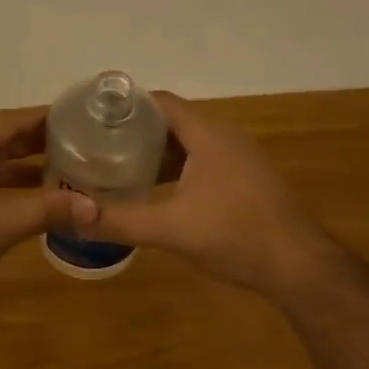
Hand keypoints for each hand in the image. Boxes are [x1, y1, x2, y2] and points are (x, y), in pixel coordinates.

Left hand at [0, 108, 86, 323]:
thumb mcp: (3, 225)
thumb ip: (50, 210)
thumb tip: (95, 208)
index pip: (5, 122)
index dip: (41, 120)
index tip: (74, 119)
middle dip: (31, 146)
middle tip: (74, 146)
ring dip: (15, 171)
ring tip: (57, 174)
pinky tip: (24, 202)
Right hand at [70, 92, 335, 295]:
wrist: (297, 265)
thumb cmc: (235, 236)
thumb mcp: (170, 229)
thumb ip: (120, 221)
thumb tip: (71, 218)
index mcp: (207, 135)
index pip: (160, 102)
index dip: (125, 106)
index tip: (92, 119)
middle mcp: (225, 138)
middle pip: (172, 122)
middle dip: (135, 131)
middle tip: (97, 146)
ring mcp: (239, 160)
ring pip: (189, 145)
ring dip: (156, 153)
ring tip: (118, 168)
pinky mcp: (245, 182)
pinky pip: (202, 164)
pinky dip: (176, 171)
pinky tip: (157, 193)